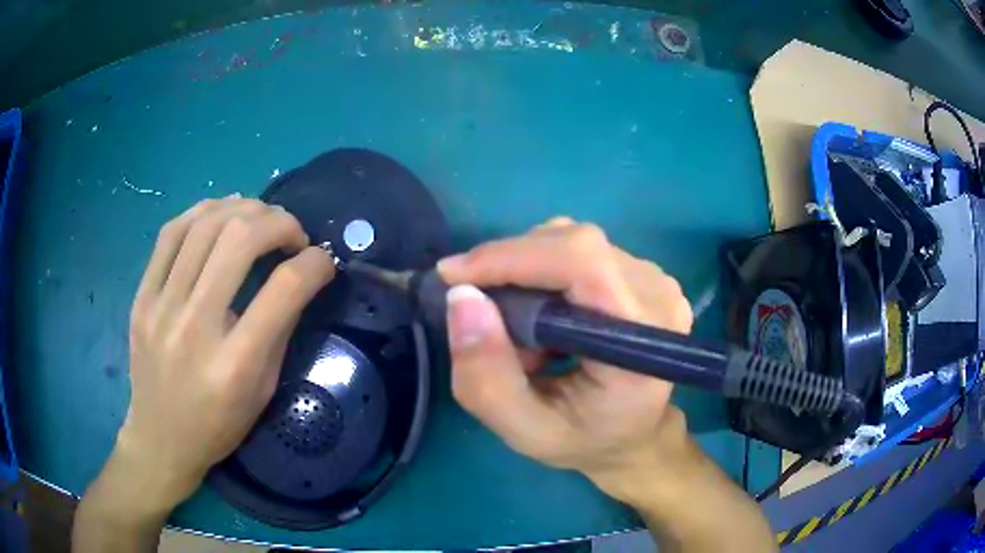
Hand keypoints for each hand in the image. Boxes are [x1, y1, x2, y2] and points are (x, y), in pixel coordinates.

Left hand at [117, 195, 334, 511]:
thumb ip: (280, 331)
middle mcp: (195, 327)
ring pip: (205, 225)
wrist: (161, 439)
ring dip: (243, 209)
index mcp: (234, 364)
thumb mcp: (262, 392)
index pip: (284, 289)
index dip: (314, 263)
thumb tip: (301, 276)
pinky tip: (219, 215)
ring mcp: (161, 307)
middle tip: (292, 234)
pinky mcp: (141, 296)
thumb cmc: (218, 425)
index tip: (323, 261)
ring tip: (258, 218)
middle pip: (240, 239)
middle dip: (279, 223)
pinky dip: (202, 212)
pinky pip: (171, 233)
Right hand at [438, 218, 692, 500]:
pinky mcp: (644, 273)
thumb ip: (487, 379)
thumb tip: (462, 298)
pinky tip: (543, 316)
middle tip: (482, 316)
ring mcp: (656, 280)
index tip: (453, 277)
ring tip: (518, 327)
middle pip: (572, 243)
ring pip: (571, 241)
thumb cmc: (584, 441)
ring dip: (525, 273)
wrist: (634, 434)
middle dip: (510, 268)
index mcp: (641, 344)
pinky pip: (580, 251)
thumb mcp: (524, 430)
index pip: (582, 263)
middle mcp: (658, 297)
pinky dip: (543, 273)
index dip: (512, 256)